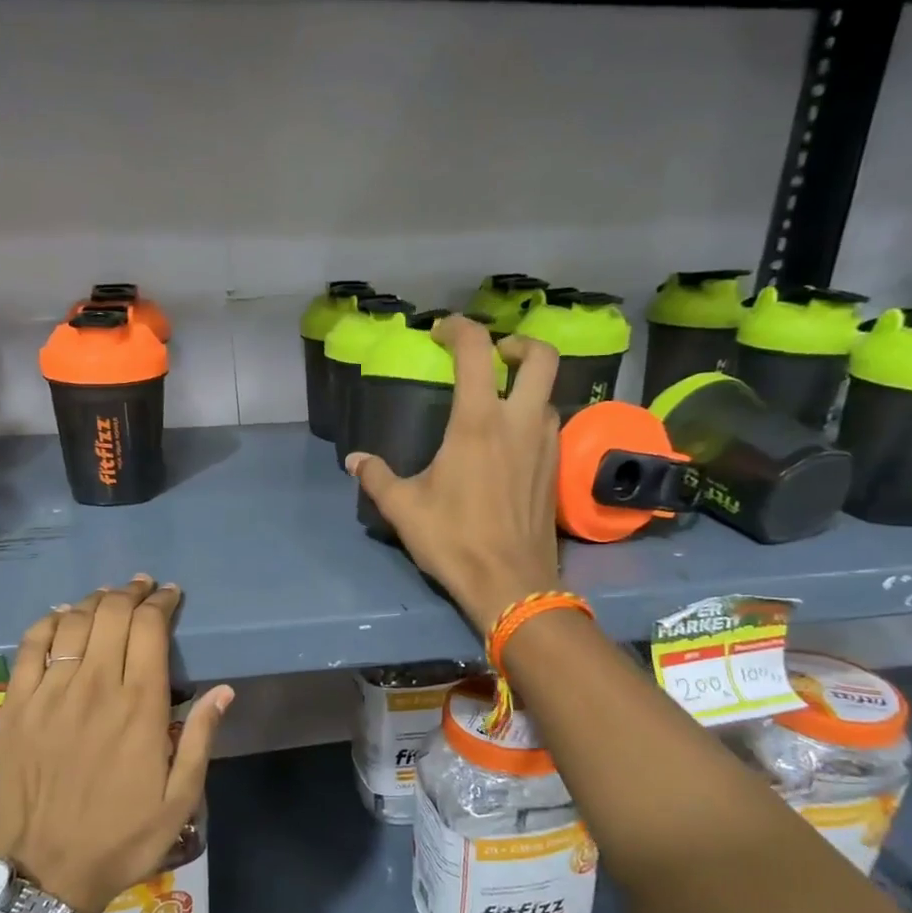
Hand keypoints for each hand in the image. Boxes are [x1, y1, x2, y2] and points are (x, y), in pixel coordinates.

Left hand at [0, 575, 233, 912]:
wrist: (47, 874)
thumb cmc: (123, 837)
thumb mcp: (181, 799)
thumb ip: (202, 739)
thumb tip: (223, 690)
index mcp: (139, 706)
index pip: (150, 628)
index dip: (162, 602)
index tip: (171, 595)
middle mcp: (94, 687)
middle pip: (112, 614)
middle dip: (132, 592)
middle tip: (143, 587)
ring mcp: (49, 694)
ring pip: (73, 623)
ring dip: (95, 601)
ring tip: (108, 597)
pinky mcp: (15, 707)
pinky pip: (30, 646)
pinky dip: (49, 622)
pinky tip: (62, 616)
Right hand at [347, 315, 563, 634]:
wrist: (511, 583)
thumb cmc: (454, 540)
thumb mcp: (404, 509)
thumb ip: (377, 478)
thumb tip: (355, 461)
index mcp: (478, 422)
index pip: (476, 351)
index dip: (459, 328)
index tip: (441, 332)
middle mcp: (519, 422)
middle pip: (540, 356)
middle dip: (517, 343)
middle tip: (494, 355)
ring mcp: (546, 444)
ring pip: (548, 392)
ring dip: (526, 385)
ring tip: (498, 401)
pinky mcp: (556, 468)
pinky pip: (550, 424)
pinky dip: (532, 416)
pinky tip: (510, 442)